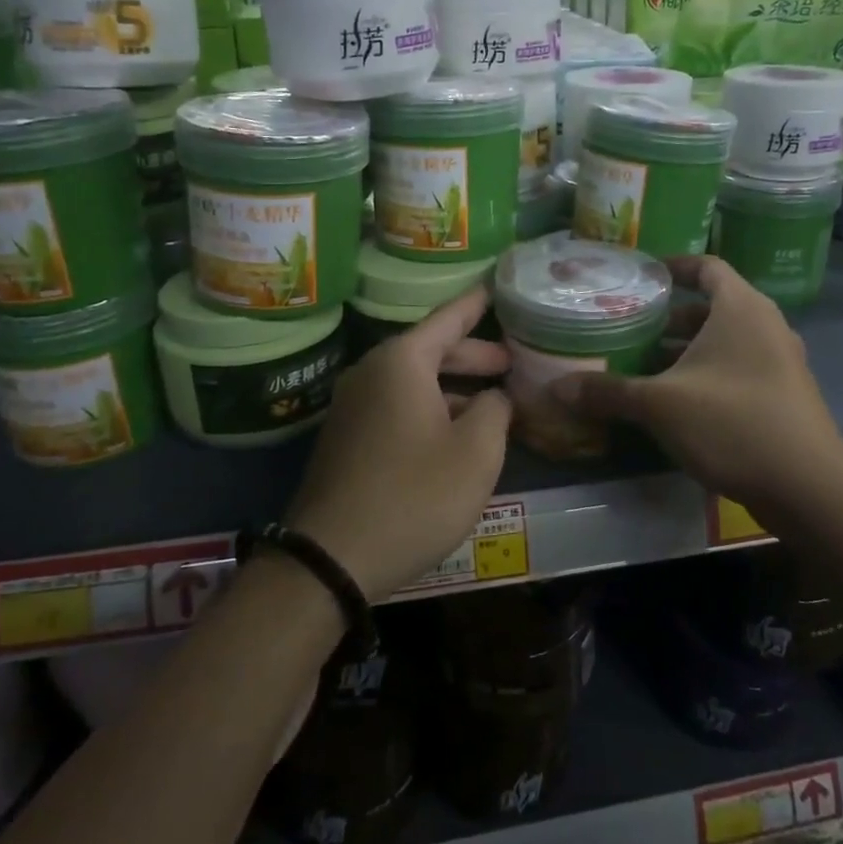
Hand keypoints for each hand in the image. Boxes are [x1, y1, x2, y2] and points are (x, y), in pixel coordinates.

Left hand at [284, 285, 512, 602]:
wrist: (330, 558)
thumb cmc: (413, 495)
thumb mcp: (475, 452)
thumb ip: (495, 411)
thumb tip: (494, 396)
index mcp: (401, 362)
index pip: (448, 317)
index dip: (476, 303)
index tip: (496, 285)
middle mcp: (371, 373)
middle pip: (430, 350)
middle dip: (473, 356)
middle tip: (511, 364)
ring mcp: (353, 406)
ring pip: (413, 383)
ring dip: (452, 389)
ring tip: (491, 406)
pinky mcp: (346, 438)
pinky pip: (396, 407)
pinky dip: (429, 410)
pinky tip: (453, 436)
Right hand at [551, 256, 842, 519]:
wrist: (809, 488)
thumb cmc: (732, 423)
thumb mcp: (660, 405)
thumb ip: (608, 392)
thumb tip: (556, 389)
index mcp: (741, 308)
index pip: (707, 266)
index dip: (673, 266)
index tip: (641, 277)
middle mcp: (766, 326)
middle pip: (713, 306)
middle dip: (670, 318)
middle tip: (631, 328)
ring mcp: (781, 361)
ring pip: (725, 342)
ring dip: (688, 350)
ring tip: (645, 367)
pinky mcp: (784, 395)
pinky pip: (739, 368)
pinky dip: (708, 374)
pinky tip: (678, 403)